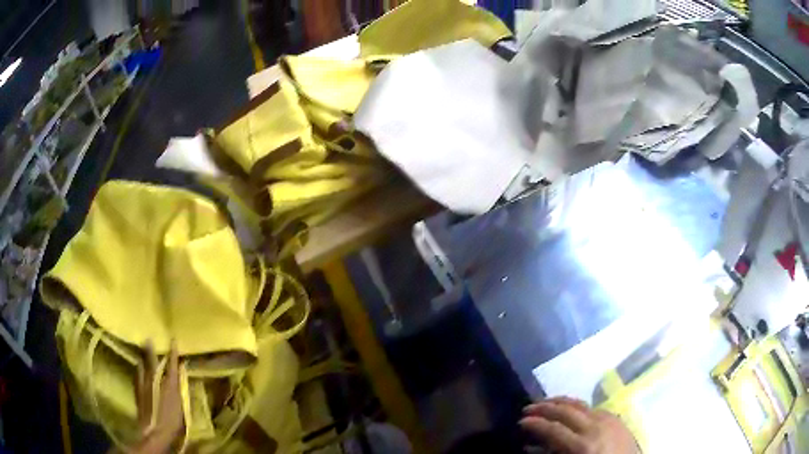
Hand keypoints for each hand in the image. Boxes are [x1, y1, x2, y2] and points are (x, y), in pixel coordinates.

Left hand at [131, 340, 184, 453]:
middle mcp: (155, 379)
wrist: (154, 430)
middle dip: (150, 349)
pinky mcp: (137, 389)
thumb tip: (179, 375)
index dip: (172, 352)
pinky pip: (137, 374)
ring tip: (141, 354)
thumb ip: (179, 389)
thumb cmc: (172, 420)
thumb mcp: (181, 406)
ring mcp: (143, 382)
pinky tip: (138, 370)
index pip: (171, 364)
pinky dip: (139, 370)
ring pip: (141, 365)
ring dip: (142, 359)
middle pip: (151, 359)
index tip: (172, 340)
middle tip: (148, 340)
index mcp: (169, 383)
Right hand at [520, 397, 638, 453]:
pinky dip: (577, 406)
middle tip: (528, 408)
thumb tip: (532, 447)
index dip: (534, 423)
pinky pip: (592, 408)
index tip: (520, 421)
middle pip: (565, 410)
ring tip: (545, 402)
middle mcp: (595, 427)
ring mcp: (608, 420)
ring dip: (560, 401)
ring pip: (580, 404)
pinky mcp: (616, 418)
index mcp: (583, 445)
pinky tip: (570, 411)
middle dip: (544, 407)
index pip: (553, 428)